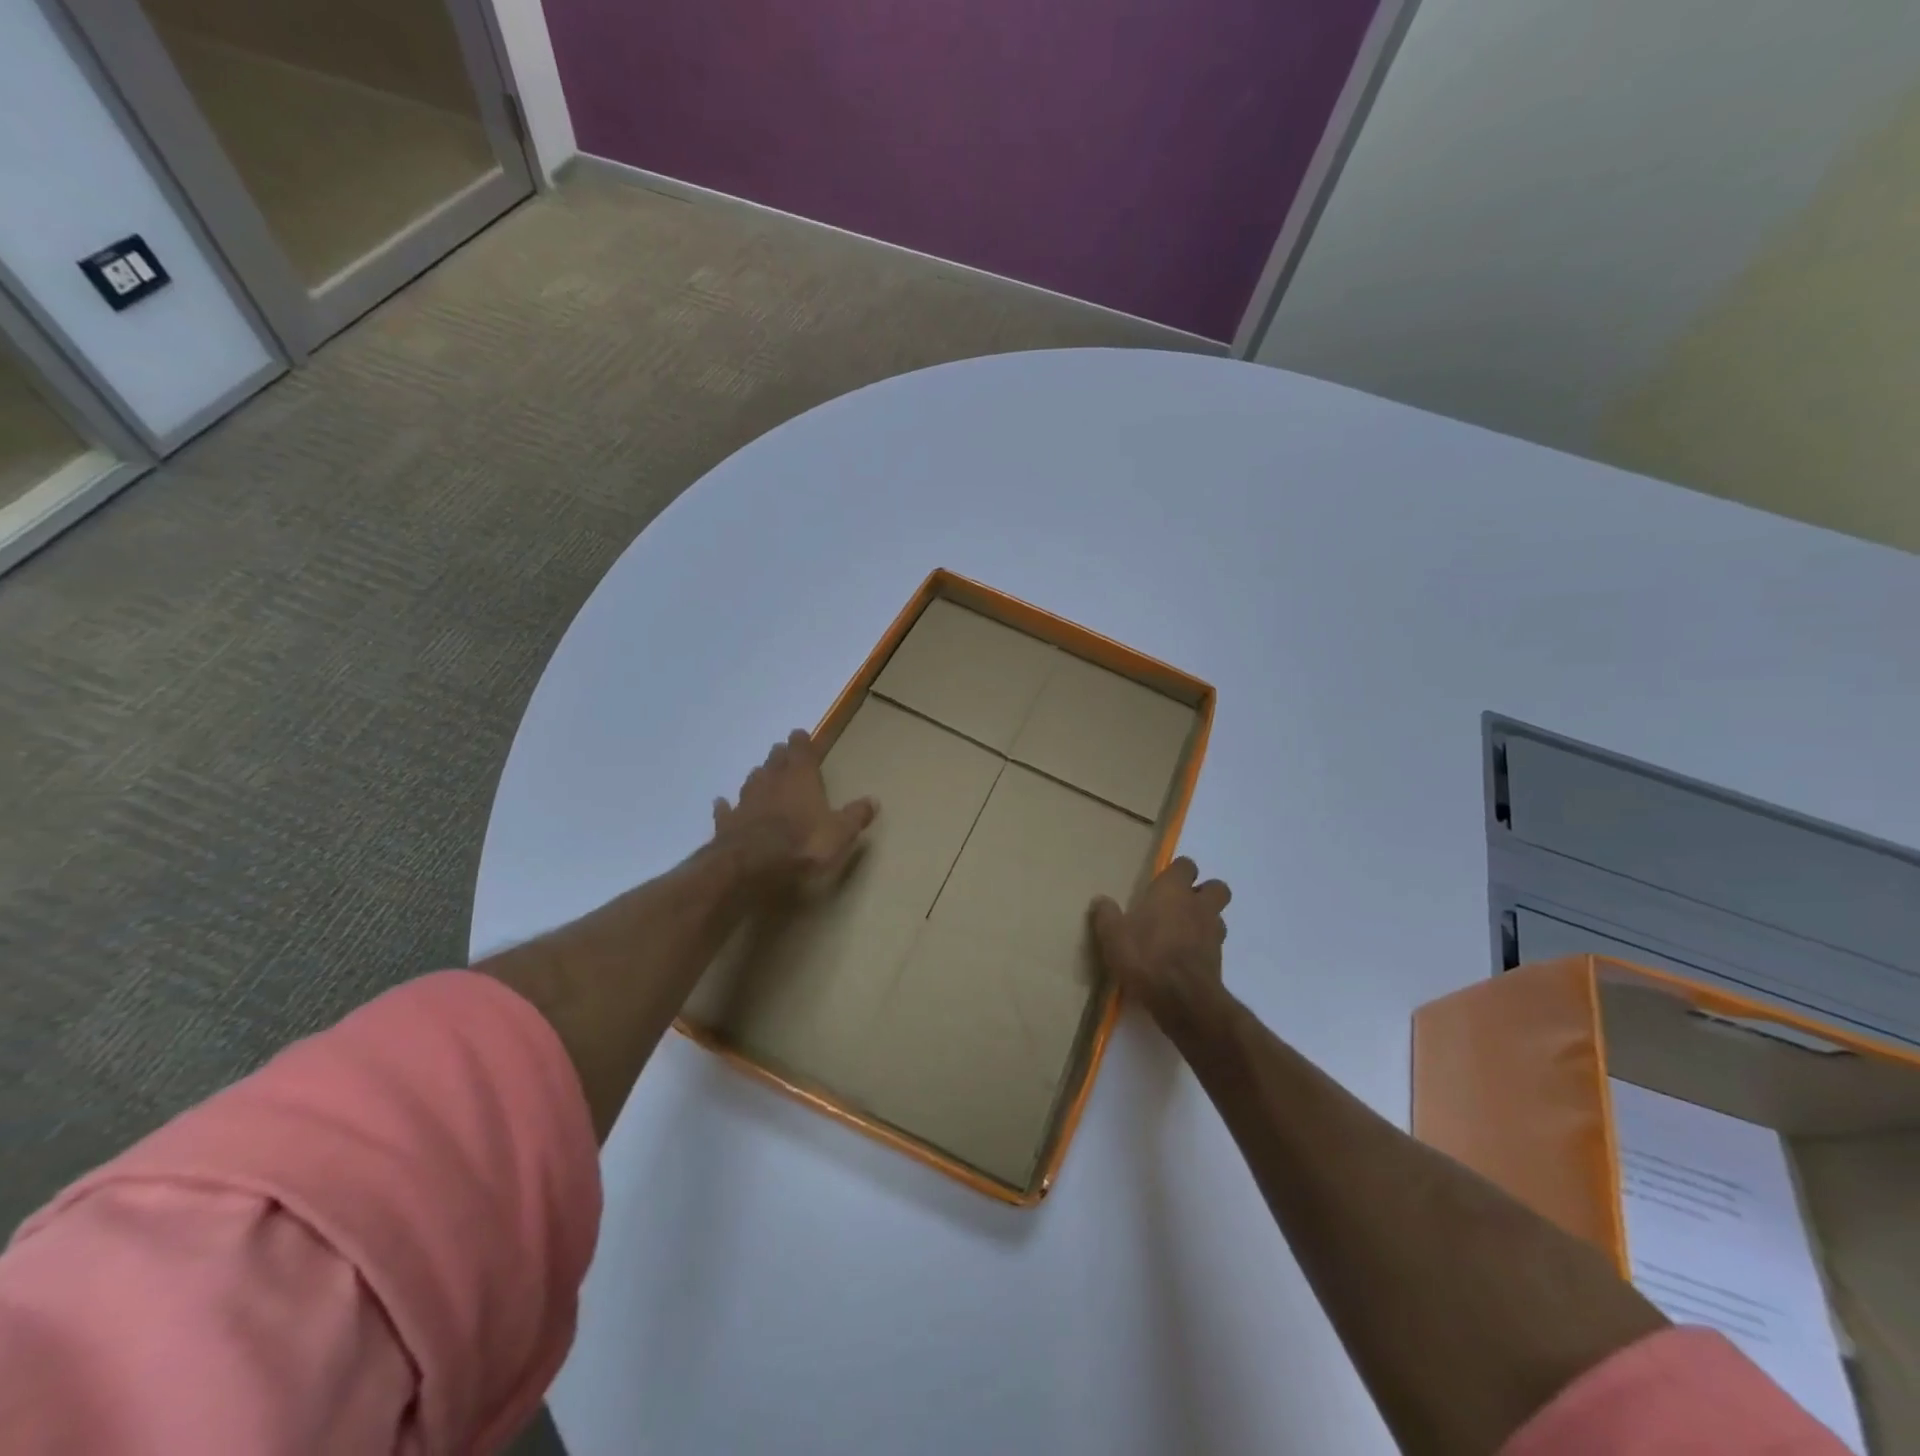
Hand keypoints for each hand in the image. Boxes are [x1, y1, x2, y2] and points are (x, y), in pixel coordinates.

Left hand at [713, 730, 877, 891]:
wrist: (751, 867)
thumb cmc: (803, 844)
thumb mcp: (840, 833)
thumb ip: (855, 816)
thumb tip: (873, 800)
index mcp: (801, 779)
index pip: (802, 752)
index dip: (801, 742)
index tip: (799, 734)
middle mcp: (772, 783)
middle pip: (775, 762)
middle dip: (779, 756)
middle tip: (781, 751)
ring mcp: (746, 802)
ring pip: (752, 781)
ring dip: (758, 776)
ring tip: (760, 773)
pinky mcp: (726, 823)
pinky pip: (726, 809)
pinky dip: (725, 805)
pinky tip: (721, 802)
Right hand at [1090, 857, 1231, 1024]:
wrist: (1181, 998)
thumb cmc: (1145, 955)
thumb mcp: (1112, 935)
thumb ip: (1106, 914)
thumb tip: (1101, 900)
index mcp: (1173, 890)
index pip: (1185, 865)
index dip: (1177, 871)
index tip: (1163, 882)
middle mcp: (1198, 905)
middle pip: (1216, 887)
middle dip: (1204, 892)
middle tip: (1181, 904)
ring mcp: (1213, 933)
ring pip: (1218, 917)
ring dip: (1205, 920)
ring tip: (1183, 933)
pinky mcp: (1219, 960)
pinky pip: (1215, 945)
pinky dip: (1203, 947)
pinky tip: (1184, 958)